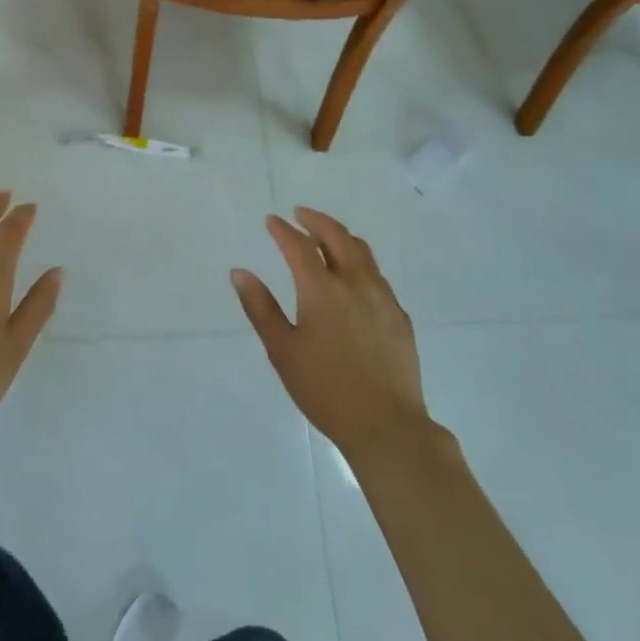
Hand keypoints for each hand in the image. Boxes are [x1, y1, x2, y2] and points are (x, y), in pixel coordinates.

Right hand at [232, 207, 430, 464]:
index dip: (283, 230)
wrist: (386, 425)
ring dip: (340, 237)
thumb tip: (239, 272)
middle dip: (316, 220)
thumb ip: (260, 307)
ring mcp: (382, 297)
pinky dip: (359, 263)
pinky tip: (352, 279)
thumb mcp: (282, 350)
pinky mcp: (399, 315)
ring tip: (325, 238)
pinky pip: (377, 275)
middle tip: (300, 215)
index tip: (271, 220)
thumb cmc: (324, 389)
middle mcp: (355, 282)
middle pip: (337, 236)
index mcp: (322, 289)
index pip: (299, 245)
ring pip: (362, 251)